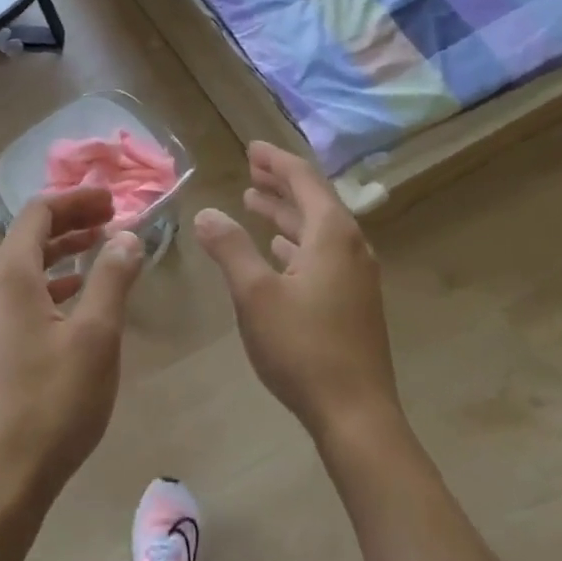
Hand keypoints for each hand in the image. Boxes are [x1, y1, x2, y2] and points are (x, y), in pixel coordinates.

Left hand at [0, 188, 143, 516]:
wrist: (2, 478)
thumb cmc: (52, 401)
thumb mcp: (96, 336)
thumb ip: (112, 279)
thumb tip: (127, 236)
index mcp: (11, 275)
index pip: (39, 212)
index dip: (76, 199)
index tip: (113, 200)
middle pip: (30, 235)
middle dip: (72, 221)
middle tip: (113, 219)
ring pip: (27, 266)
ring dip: (64, 251)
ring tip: (102, 249)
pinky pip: (24, 294)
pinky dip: (54, 283)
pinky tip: (79, 296)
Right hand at [194, 143, 398, 442]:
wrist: (355, 413)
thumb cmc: (302, 347)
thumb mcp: (255, 294)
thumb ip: (230, 248)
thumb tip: (206, 212)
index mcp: (332, 235)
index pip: (303, 180)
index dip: (275, 161)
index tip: (251, 148)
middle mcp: (350, 246)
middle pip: (314, 201)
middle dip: (280, 184)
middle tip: (250, 169)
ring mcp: (355, 276)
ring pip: (317, 229)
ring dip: (285, 213)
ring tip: (254, 202)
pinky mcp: (353, 301)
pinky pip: (321, 254)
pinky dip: (296, 243)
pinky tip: (278, 250)